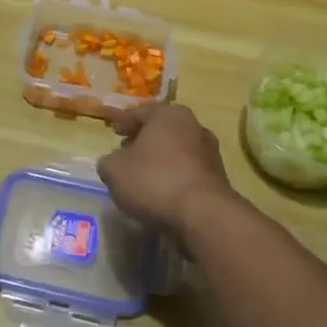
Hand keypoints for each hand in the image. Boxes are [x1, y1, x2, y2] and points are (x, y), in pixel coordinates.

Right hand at [96, 104, 238, 235]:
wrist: (203, 214)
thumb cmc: (154, 181)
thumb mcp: (114, 170)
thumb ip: (108, 161)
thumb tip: (114, 162)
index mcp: (168, 115)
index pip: (140, 112)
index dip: (123, 121)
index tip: (114, 131)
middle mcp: (193, 126)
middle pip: (161, 129)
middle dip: (143, 139)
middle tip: (126, 150)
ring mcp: (210, 151)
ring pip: (177, 149)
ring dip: (160, 158)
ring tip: (143, 174)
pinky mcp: (218, 177)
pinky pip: (188, 170)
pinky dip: (174, 175)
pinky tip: (162, 191)